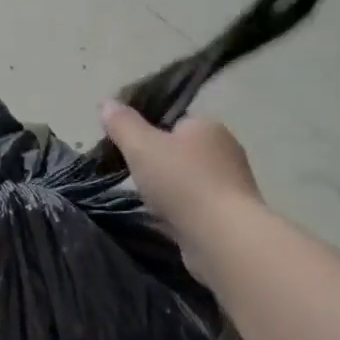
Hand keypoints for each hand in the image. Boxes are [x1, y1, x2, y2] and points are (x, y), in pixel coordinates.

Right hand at [98, 100, 260, 238]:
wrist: (221, 236)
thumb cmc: (181, 182)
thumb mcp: (140, 147)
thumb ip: (122, 124)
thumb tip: (107, 103)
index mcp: (207, 125)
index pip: (174, 122)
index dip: (149, 134)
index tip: (130, 152)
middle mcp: (226, 149)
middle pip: (181, 152)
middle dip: (159, 165)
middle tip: (135, 180)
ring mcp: (232, 183)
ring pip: (188, 181)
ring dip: (170, 191)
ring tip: (148, 205)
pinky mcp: (232, 214)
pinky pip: (197, 206)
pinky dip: (181, 212)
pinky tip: (166, 223)